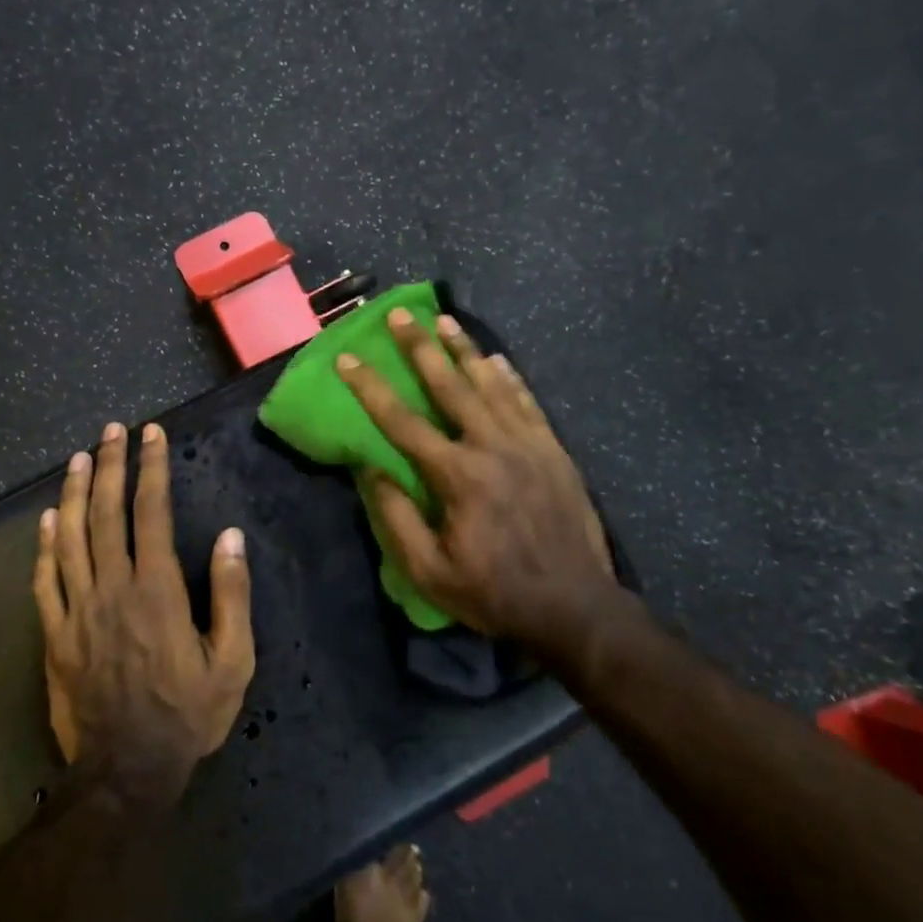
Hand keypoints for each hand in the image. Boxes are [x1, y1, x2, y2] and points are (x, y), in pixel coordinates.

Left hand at [33, 422, 254, 801]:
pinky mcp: (54, 636)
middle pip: (106, 514)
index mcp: (156, 590)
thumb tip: (230, 536)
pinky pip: (44, 581)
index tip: (151, 435)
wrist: (127, 772)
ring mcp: (77, 611)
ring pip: (70, 538)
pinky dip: (44, 545)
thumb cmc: (188, 715)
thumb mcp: (232, 661)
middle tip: (111, 430)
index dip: (151, 468)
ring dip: (74, 492)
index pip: (151, 512)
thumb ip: (231, 594)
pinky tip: (46, 519)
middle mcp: (112, 588)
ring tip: (79, 457)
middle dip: (110, 465)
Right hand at [336, 308, 646, 663]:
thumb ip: (396, 519)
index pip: (402, 421)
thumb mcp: (430, 572)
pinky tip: (497, 358)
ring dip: (465, 350)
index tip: (347, 359)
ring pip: (491, 384)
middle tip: (400, 314)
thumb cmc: (494, 594)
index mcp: (457, 476)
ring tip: (445, 320)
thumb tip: (371, 469)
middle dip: (420, 347)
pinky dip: (510, 377)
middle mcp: (492, 447)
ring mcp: (529, 444)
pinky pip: (527, 402)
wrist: (575, 608)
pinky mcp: (554, 450)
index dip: (370, 388)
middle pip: (450, 385)